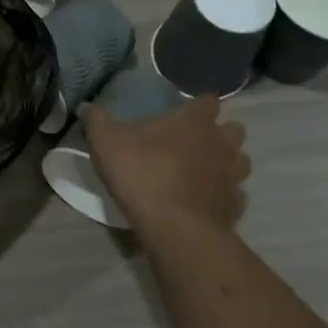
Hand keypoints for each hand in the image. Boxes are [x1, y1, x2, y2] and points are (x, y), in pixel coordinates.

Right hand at [85, 95, 249, 234]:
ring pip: (240, 161)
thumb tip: (86, 106)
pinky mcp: (236, 205)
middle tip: (194, 143)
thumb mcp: (105, 142)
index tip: (185, 112)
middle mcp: (220, 142)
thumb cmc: (141, 173)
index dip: (198, 106)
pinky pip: (235, 195)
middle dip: (219, 133)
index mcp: (194, 120)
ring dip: (226, 163)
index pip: (208, 101)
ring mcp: (233, 175)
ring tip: (203, 172)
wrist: (174, 227)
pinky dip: (224, 196)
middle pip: (233, 129)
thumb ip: (96, 120)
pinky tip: (206, 201)